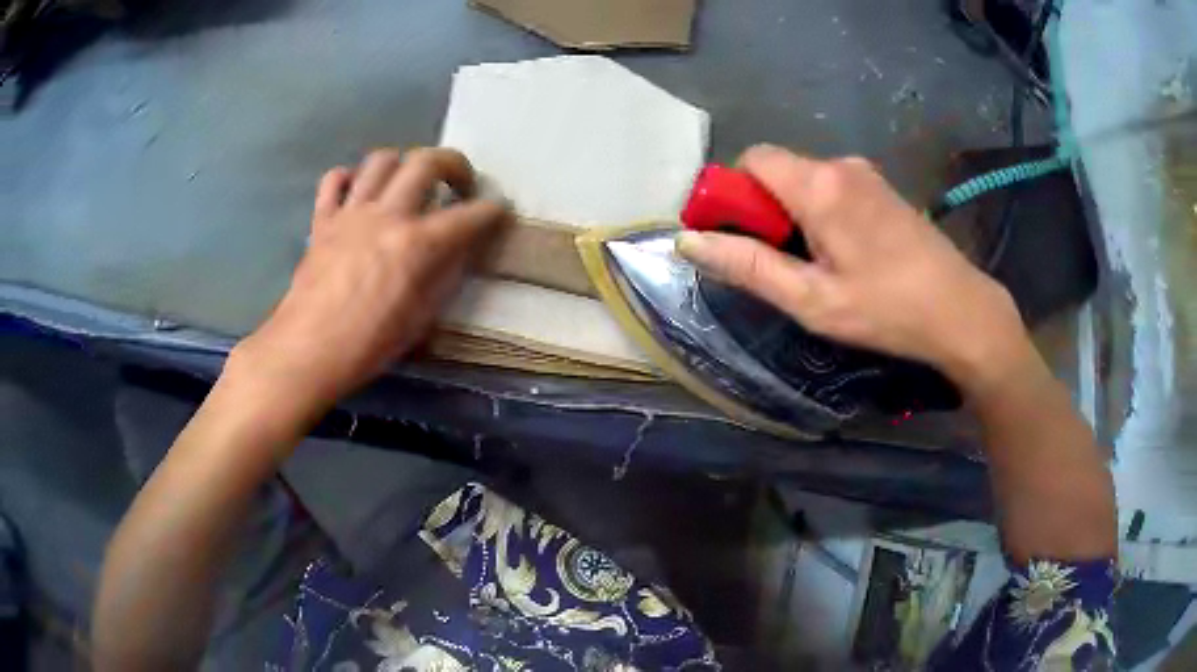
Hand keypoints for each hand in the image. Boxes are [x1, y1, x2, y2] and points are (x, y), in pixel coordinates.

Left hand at [230, 148, 508, 410]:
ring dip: (403, 164)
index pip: (469, 215)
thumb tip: (457, 253)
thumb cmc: (368, 345)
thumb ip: (444, 278)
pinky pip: (334, 180)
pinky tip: (358, 194)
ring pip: (381, 160)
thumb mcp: (421, 320)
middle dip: (454, 164)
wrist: (308, 350)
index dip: (492, 211)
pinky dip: (350, 178)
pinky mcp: (323, 220)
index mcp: (418, 244)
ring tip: (409, 184)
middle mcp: (387, 215)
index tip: (499, 212)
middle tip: (458, 184)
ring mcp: (351, 213)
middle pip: (426, 162)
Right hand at [677, 145, 1027, 390]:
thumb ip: (747, 266)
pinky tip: (848, 256)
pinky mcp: (884, 189)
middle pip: (779, 170)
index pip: (751, 159)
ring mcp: (867, 174)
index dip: (734, 193)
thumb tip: (688, 241)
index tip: (741, 238)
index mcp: (819, 184)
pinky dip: (823, 214)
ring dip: (796, 215)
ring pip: (807, 181)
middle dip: (766, 210)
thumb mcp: (811, 299)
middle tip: (784, 265)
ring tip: (820, 268)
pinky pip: (835, 189)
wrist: (962, 312)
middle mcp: (841, 165)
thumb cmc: (887, 309)